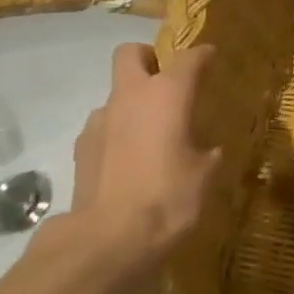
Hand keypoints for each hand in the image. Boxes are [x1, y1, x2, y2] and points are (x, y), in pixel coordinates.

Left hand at [63, 43, 220, 289]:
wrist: (107, 240)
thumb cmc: (168, 197)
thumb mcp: (204, 175)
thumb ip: (205, 153)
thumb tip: (205, 152)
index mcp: (167, 95)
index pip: (189, 58)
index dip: (203, 55)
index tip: (212, 58)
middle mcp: (130, 97)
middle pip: (130, 54)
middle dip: (149, 58)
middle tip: (168, 81)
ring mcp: (99, 121)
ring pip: (116, 94)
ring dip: (133, 103)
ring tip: (152, 134)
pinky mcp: (81, 149)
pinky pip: (104, 127)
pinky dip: (118, 133)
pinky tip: (131, 160)